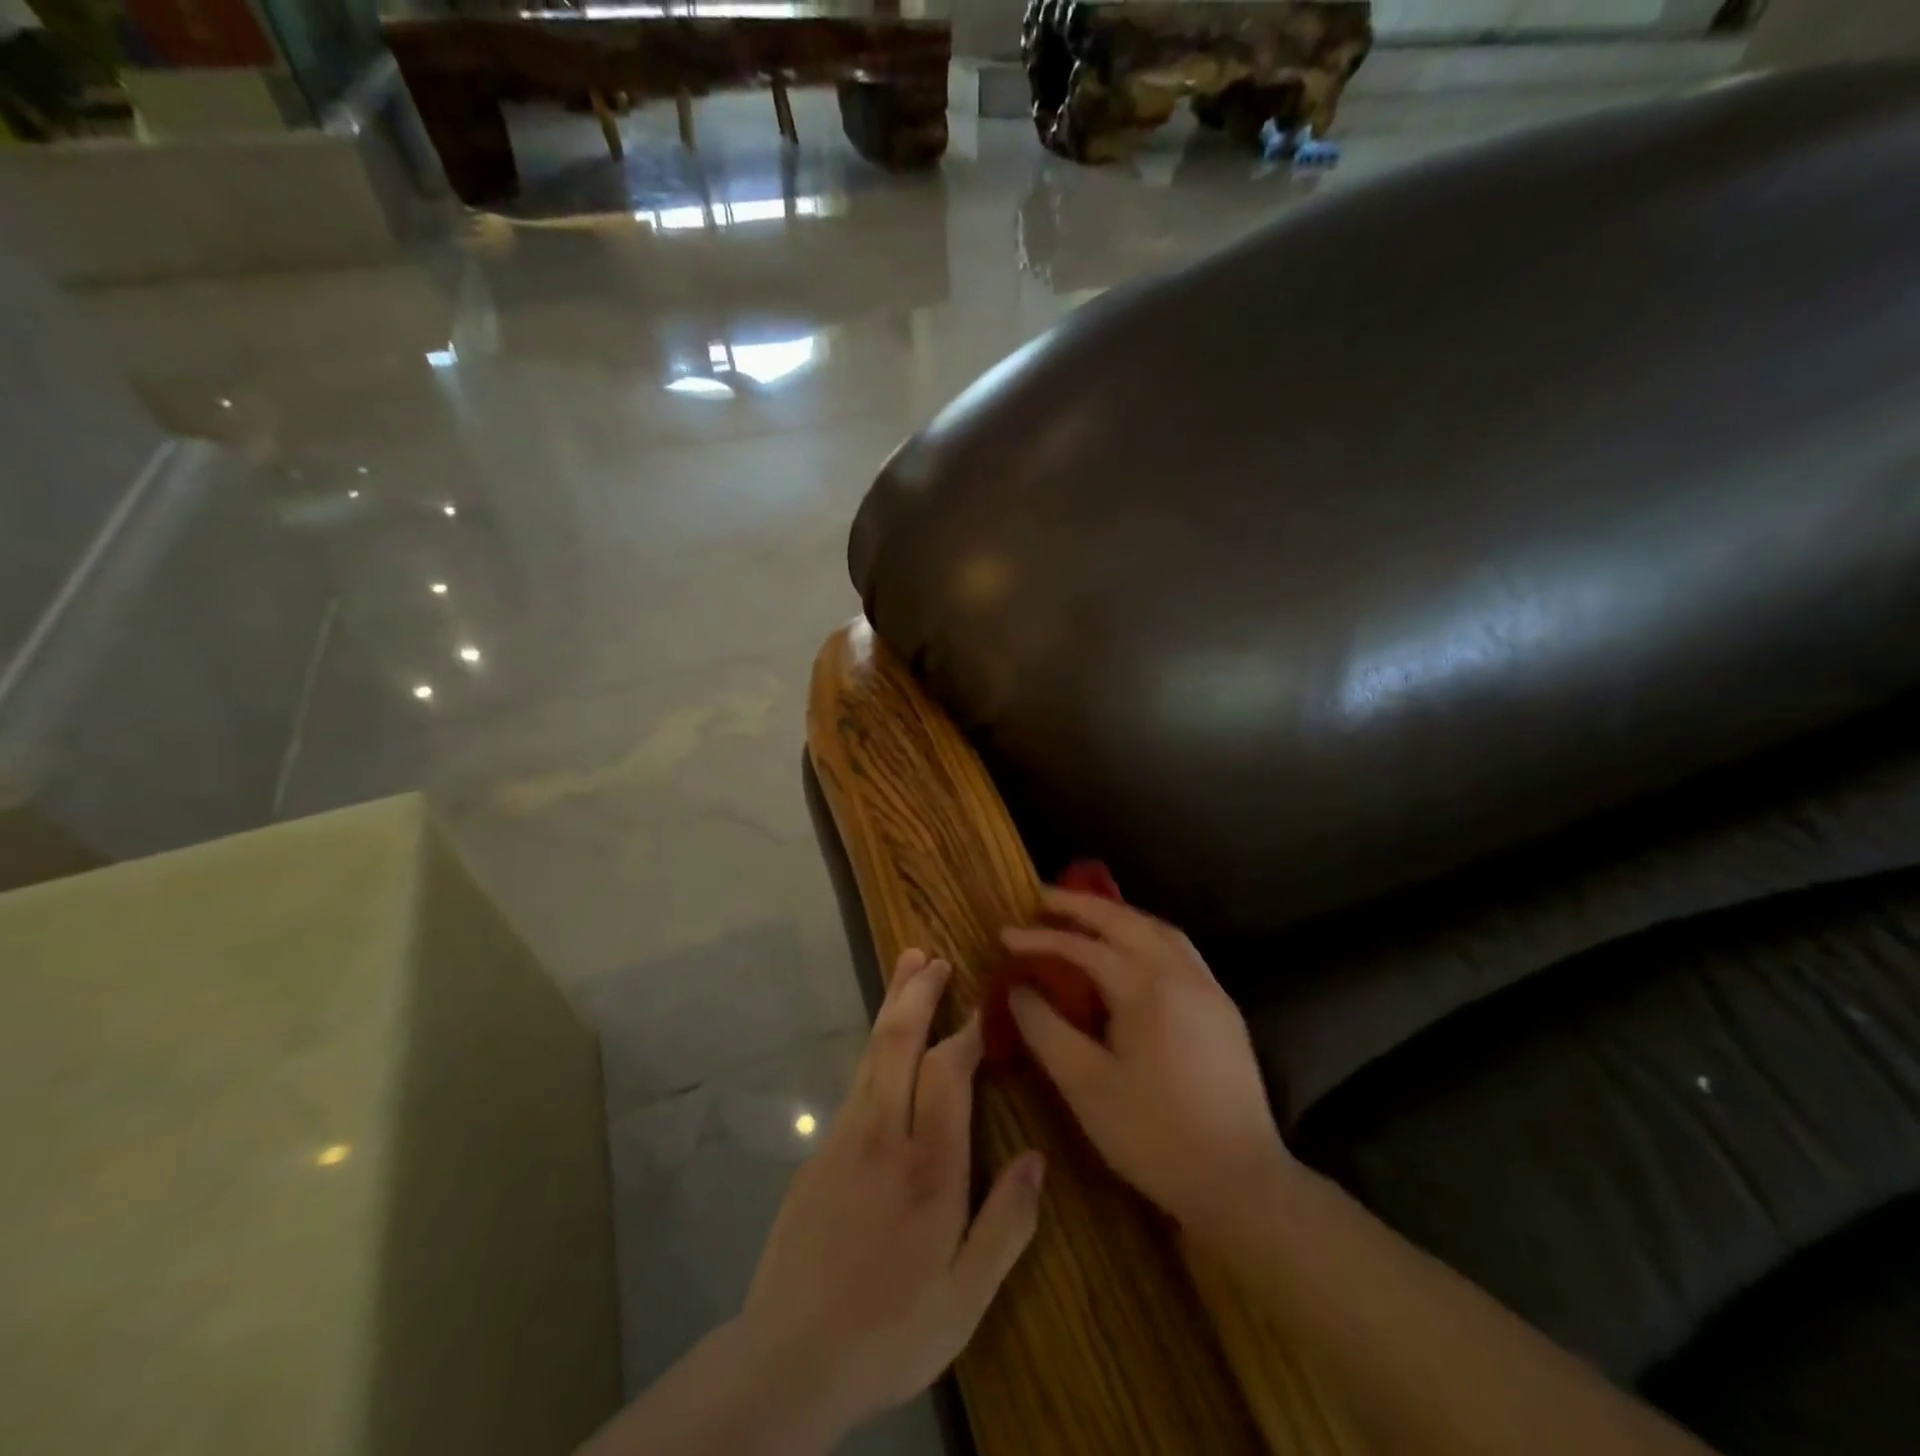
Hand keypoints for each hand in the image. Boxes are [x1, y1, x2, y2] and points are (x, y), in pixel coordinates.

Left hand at [740, 949, 1044, 1444]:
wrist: (787, 1361)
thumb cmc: (889, 1331)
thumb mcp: (966, 1299)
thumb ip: (1007, 1223)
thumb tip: (1036, 1156)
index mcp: (928, 1168)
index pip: (947, 1073)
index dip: (968, 1032)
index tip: (987, 1006)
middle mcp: (883, 1135)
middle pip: (899, 1043)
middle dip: (918, 994)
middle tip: (934, 957)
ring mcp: (844, 1138)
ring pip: (872, 1053)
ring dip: (892, 1005)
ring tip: (909, 968)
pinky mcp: (820, 1151)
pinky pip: (856, 1079)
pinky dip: (876, 1044)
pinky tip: (884, 1043)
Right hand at [1005, 890, 1292, 1235]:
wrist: (1241, 1181)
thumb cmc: (1154, 1135)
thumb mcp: (1085, 1085)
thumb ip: (1045, 1029)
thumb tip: (1018, 988)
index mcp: (1146, 987)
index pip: (1082, 948)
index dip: (1039, 939)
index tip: (1004, 936)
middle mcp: (1180, 973)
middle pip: (1125, 920)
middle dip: (1080, 905)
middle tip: (1042, 898)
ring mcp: (1208, 988)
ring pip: (1158, 930)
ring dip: (1119, 916)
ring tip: (1086, 917)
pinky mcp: (1223, 1009)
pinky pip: (1179, 950)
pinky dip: (1147, 935)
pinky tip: (1134, 953)